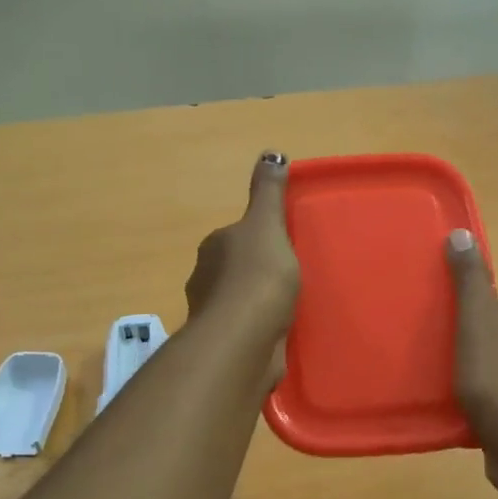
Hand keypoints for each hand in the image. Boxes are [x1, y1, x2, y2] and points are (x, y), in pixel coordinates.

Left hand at [185, 153, 300, 383]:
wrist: (245, 338)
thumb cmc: (258, 276)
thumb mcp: (267, 225)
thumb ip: (268, 193)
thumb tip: (270, 154)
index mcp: (214, 247)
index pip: (234, 236)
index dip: (258, 238)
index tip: (282, 245)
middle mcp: (205, 278)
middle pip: (235, 268)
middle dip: (257, 271)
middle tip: (291, 276)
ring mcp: (214, 314)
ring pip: (239, 301)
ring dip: (258, 303)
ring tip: (289, 306)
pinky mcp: (226, 344)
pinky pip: (247, 329)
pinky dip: (260, 328)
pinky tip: (280, 332)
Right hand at [446, 229, 497, 495]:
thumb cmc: (497, 374)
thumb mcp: (476, 318)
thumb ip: (469, 279)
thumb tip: (462, 234)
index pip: (493, 305)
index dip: (467, 315)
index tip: (443, 329)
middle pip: (494, 336)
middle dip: (469, 346)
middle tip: (436, 358)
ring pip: (497, 369)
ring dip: (475, 377)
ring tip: (444, 387)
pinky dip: (482, 404)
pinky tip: (461, 413)